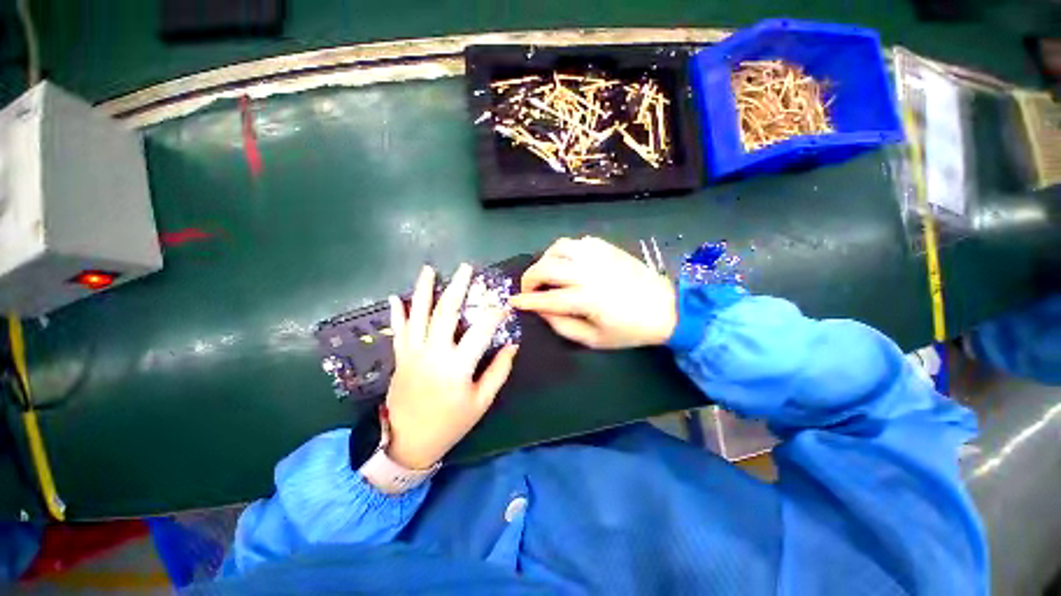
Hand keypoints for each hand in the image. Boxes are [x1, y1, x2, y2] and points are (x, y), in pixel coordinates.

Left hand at [384, 264, 517, 469]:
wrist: (408, 442)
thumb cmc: (450, 423)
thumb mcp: (481, 402)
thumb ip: (498, 371)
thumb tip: (512, 346)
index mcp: (457, 366)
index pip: (481, 331)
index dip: (494, 315)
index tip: (503, 304)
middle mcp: (434, 353)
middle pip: (446, 312)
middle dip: (457, 287)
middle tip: (465, 268)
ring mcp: (413, 353)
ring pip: (419, 315)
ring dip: (424, 290)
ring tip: (428, 269)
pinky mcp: (400, 357)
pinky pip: (398, 331)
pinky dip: (397, 313)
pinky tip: (396, 297)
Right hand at [509, 236, 676, 348]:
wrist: (666, 308)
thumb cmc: (629, 330)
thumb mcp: (594, 340)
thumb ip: (563, 326)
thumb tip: (541, 311)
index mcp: (587, 299)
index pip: (547, 298)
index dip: (526, 300)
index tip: (513, 302)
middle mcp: (589, 273)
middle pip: (547, 267)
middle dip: (529, 277)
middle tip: (528, 288)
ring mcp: (599, 256)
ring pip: (559, 247)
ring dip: (546, 259)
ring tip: (546, 272)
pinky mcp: (607, 248)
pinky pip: (577, 242)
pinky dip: (565, 250)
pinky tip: (567, 262)